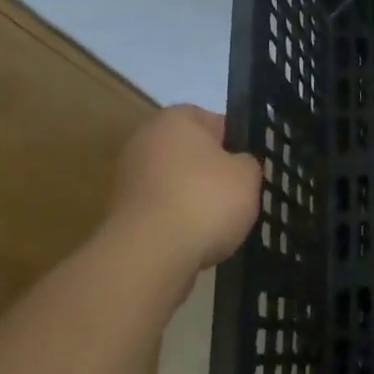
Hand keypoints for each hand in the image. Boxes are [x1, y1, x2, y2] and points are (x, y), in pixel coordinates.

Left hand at [102, 105, 261, 289]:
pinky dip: (179, 223)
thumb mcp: (248, 175)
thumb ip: (247, 163)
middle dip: (214, 173)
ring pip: (177, 184)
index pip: (215, 121)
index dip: (237, 143)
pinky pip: (163, 211)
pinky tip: (197, 241)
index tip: (251, 167)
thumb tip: (238, 165)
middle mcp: (145, 140)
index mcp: (175, 118)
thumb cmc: (204, 200)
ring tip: (221, 224)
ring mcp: (129, 178)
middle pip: (192, 154)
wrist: (150, 255)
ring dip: (195, 200)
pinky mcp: (122, 214)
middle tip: (239, 195)